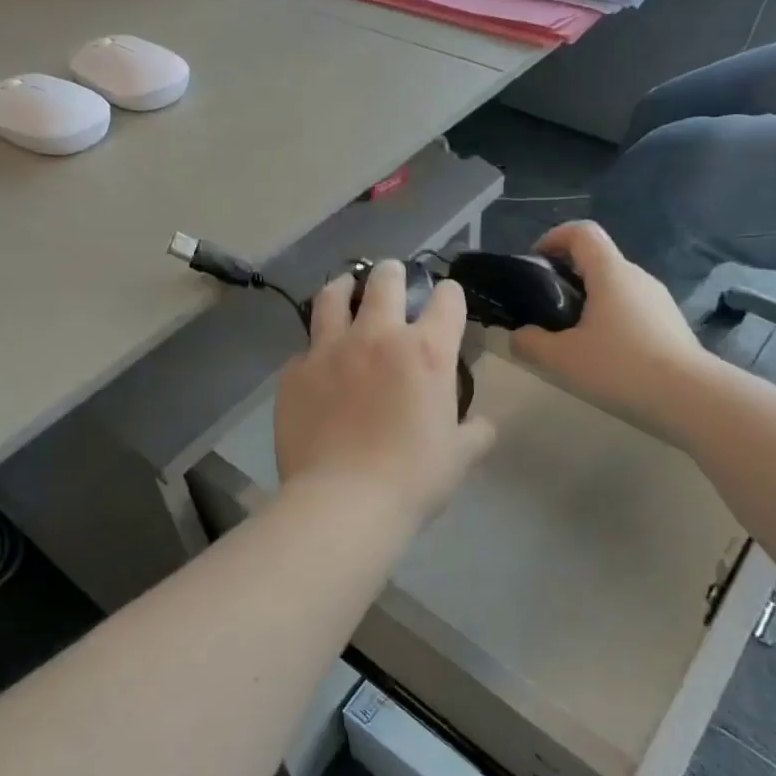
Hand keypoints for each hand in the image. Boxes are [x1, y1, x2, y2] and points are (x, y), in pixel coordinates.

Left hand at [275, 262, 495, 521]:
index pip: (447, 299)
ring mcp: (329, 350)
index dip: (450, 295)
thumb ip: (476, 432)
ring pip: (333, 296)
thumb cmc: (412, 478)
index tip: (446, 302)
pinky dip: (314, 351)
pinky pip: (304, 349)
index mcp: (425, 351)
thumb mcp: (460, 457)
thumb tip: (480, 425)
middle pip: (385, 279)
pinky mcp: (294, 372)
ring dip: (344, 287)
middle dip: (393, 273)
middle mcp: (377, 336)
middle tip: (393, 278)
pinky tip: (317, 366)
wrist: (342, 502)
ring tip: (346, 289)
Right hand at [510, 222, 709, 433]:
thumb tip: (518, 335)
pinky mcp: (671, 324)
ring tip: (572, 339)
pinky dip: (610, 320)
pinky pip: (632, 310)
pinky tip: (604, 356)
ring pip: (615, 287)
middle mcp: (637, 277)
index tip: (535, 263)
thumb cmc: (620, 367)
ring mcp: (659, 300)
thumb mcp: (562, 359)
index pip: (582, 231)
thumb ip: (530, 343)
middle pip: (597, 260)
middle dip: (566, 276)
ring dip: (589, 301)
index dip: (554, 238)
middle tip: (545, 310)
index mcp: (610, 272)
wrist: (691, 398)